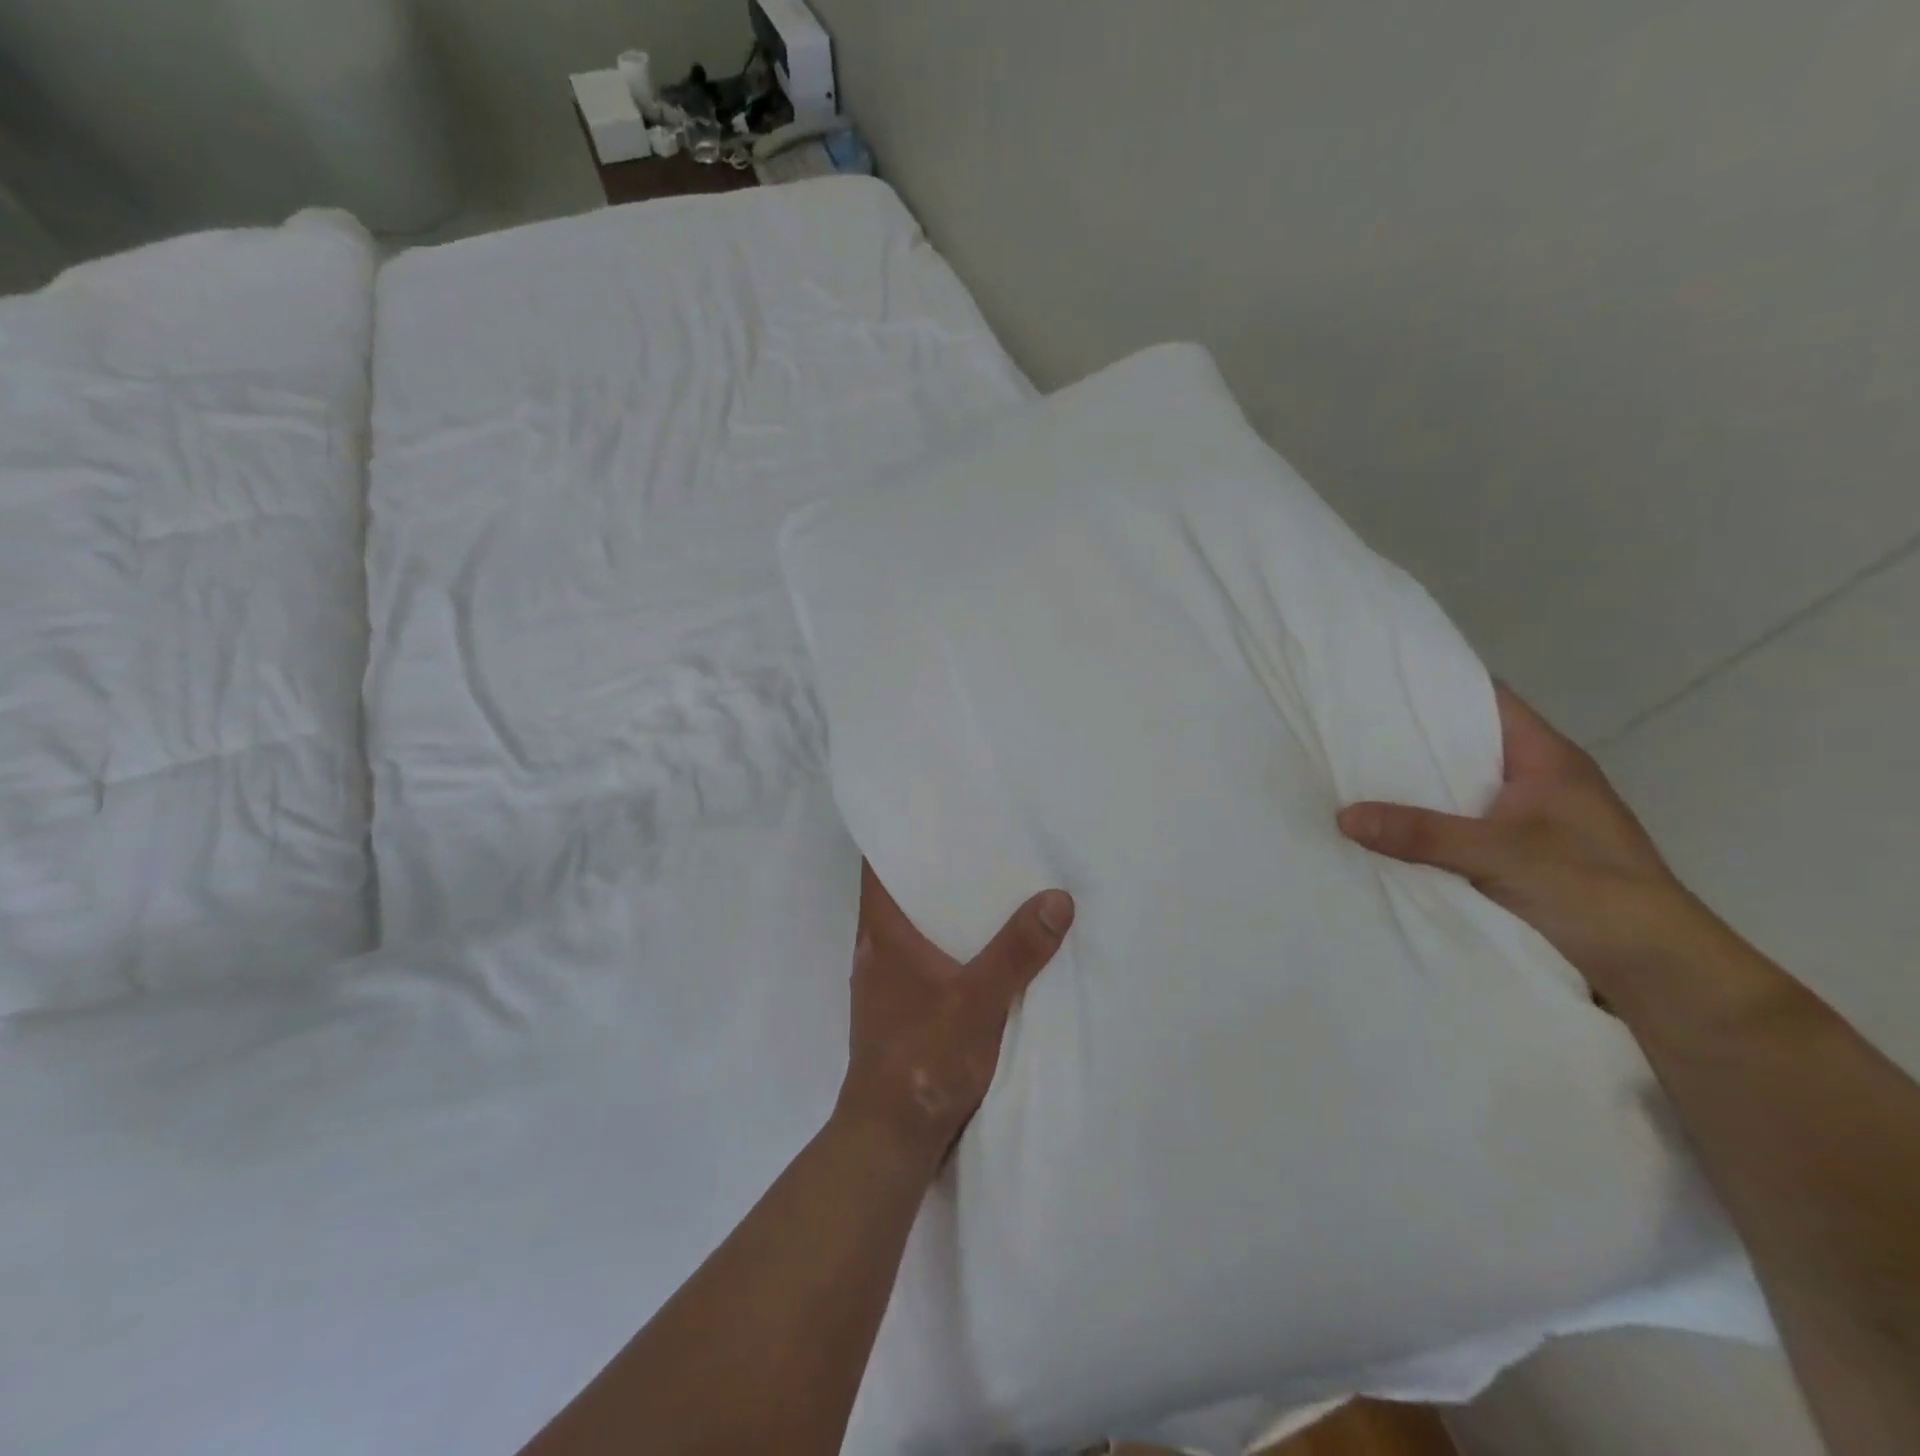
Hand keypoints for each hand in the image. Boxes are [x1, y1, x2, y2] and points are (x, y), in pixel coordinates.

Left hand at [836, 862, 1073, 1168]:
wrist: (891, 1137)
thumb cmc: (924, 1057)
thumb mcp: (979, 1000)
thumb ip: (1017, 951)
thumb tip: (1057, 898)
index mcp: (882, 933)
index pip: (878, 866)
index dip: (900, 836)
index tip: (934, 813)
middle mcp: (876, 950)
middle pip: (901, 893)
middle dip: (935, 869)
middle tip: (978, 841)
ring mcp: (885, 984)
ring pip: (914, 929)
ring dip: (943, 910)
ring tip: (988, 885)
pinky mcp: (900, 1012)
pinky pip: (924, 960)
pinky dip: (948, 946)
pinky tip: (982, 948)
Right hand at [1338, 683, 1702, 1000]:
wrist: (1658, 976)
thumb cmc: (1594, 893)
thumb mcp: (1502, 854)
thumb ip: (1423, 833)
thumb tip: (1343, 815)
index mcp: (1547, 760)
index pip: (1487, 701)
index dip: (1437, 687)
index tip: (1376, 683)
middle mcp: (1536, 784)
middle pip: (1462, 747)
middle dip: (1407, 742)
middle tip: (1343, 733)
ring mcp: (1527, 825)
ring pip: (1456, 794)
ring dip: (1412, 793)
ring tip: (1347, 779)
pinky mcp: (1516, 863)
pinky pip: (1456, 833)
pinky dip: (1422, 832)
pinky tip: (1378, 834)